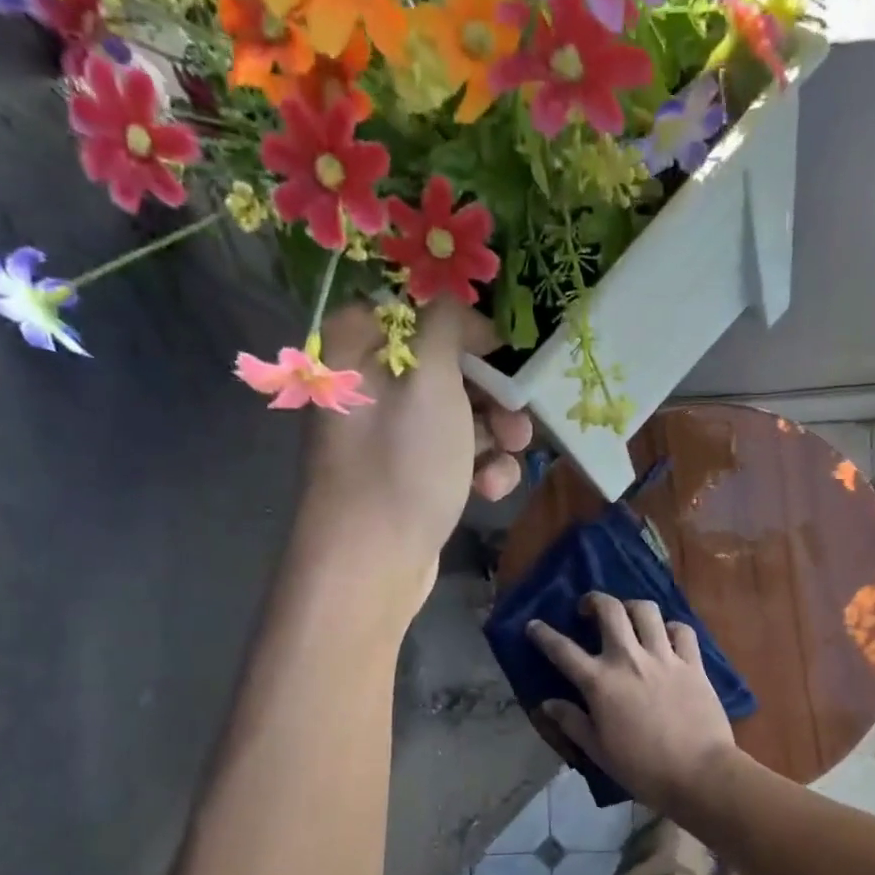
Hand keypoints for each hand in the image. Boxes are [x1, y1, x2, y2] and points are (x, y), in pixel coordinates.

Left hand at [294, 300, 531, 613]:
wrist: (373, 562)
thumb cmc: (401, 462)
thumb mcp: (428, 377)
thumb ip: (447, 324)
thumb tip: (463, 313)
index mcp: (358, 346)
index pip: (420, 312)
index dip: (468, 329)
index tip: (505, 351)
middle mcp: (371, 385)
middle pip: (450, 368)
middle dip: (493, 395)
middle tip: (516, 416)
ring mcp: (392, 435)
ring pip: (462, 415)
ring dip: (495, 436)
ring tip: (509, 457)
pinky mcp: (412, 476)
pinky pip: (456, 455)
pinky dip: (480, 469)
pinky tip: (487, 492)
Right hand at [527, 593, 737, 814]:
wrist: (699, 773)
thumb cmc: (643, 769)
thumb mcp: (598, 750)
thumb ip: (572, 722)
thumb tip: (547, 704)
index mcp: (600, 682)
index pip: (562, 650)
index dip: (543, 634)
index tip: (534, 625)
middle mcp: (629, 659)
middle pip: (609, 610)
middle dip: (593, 600)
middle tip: (588, 609)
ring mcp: (664, 657)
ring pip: (646, 610)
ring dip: (632, 607)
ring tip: (628, 617)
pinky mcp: (693, 663)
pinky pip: (682, 630)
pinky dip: (672, 628)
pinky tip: (667, 637)